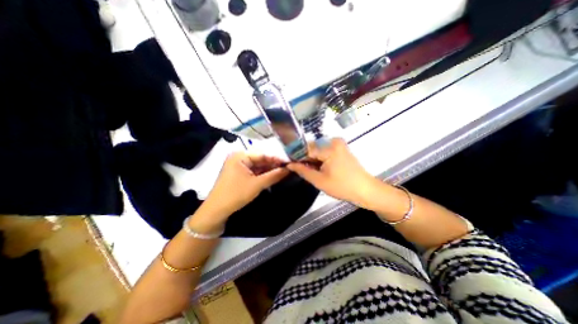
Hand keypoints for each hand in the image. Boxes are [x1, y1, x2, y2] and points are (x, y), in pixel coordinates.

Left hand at [198, 152, 288, 224]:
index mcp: (240, 156)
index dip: (276, 159)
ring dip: (269, 170)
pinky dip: (262, 175)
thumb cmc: (236, 194)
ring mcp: (238, 166)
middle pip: (260, 160)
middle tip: (288, 168)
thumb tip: (289, 169)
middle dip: (273, 165)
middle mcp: (239, 158)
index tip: (289, 162)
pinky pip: (253, 171)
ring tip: (283, 172)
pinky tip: (272, 176)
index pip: (263, 155)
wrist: (216, 211)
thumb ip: (274, 175)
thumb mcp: (257, 184)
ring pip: (258, 166)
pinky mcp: (239, 174)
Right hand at [285, 138, 376, 205]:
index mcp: (329, 148)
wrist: (366, 190)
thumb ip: (303, 171)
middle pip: (312, 148)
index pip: (306, 149)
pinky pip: (325, 151)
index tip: (291, 165)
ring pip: (318, 150)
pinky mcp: (342, 148)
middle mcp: (334, 141)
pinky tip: (320, 168)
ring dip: (313, 159)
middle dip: (306, 159)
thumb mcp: (319, 181)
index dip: (297, 157)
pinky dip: (320, 159)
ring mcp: (339, 144)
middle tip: (303, 170)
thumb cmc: (342, 186)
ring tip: (313, 171)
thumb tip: (289, 164)